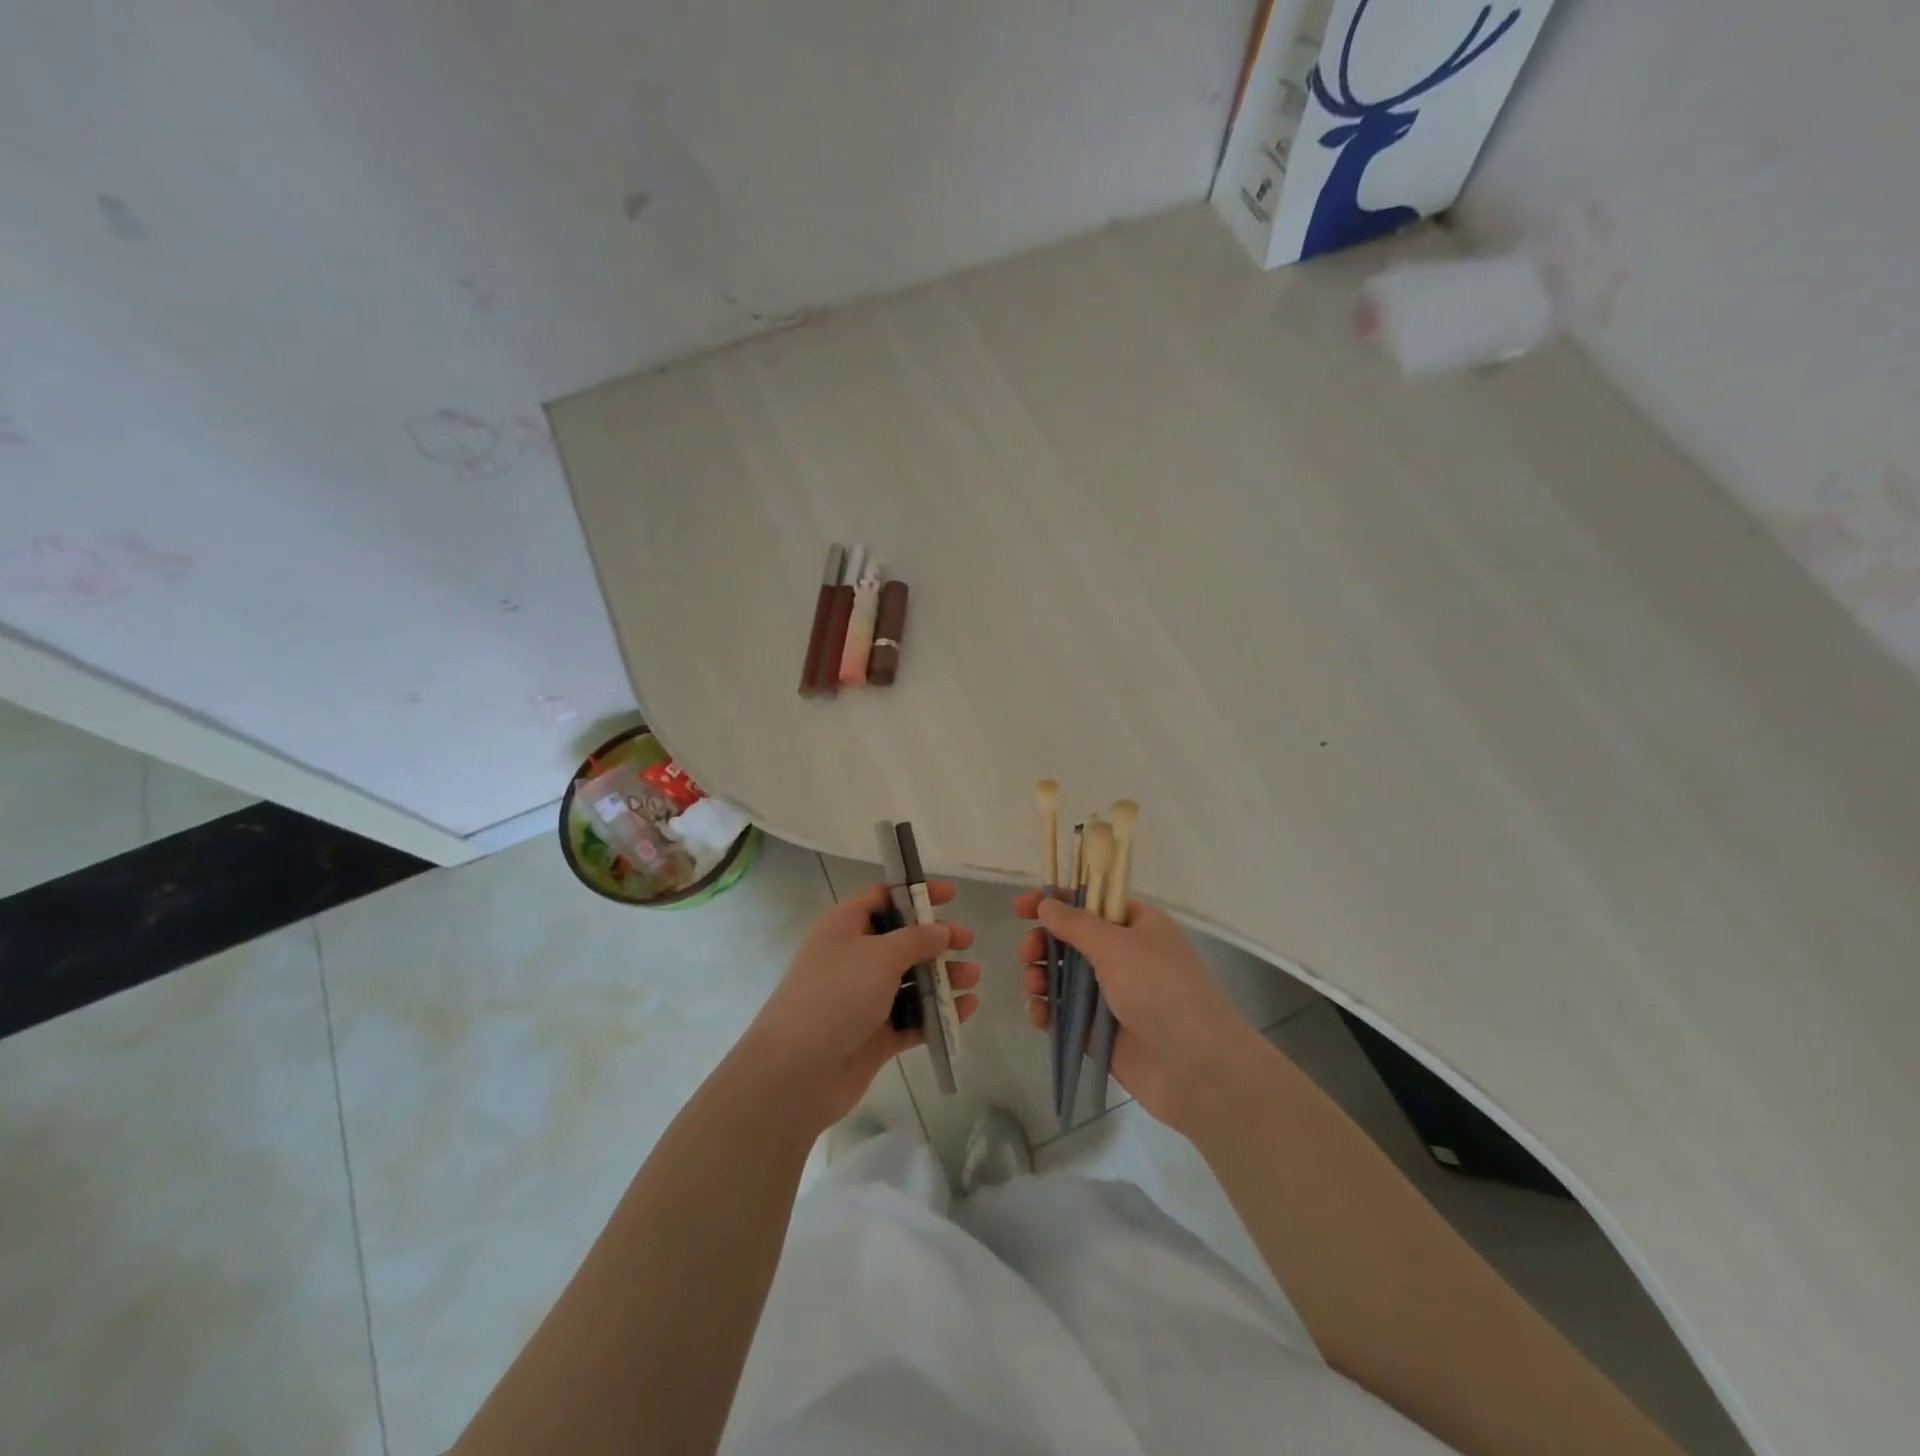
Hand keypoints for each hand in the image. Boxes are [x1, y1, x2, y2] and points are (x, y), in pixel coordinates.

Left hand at [742, 881, 979, 1132]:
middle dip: (936, 939)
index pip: (883, 898)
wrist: (796, 1072)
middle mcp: (854, 958)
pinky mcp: (875, 1035)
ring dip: (942, 978)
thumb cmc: (836, 995)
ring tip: (973, 978)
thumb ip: (917, 939)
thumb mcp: (880, 955)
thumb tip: (941, 930)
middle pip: (902, 940)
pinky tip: (965, 1010)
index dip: (915, 894)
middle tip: (968, 941)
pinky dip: (937, 1013)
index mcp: (845, 927)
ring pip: (910, 980)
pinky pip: (912, 1017)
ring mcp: (864, 998)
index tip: (950, 896)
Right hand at [1017, 890, 1256, 1132]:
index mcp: (1136, 925)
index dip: (1055, 901)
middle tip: (1027, 953)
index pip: (1089, 902)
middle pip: (1070, 939)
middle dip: (1043, 943)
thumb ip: (1076, 924)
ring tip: (1033, 988)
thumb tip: (1046, 904)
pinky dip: (1047, 1011)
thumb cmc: (1161, 990)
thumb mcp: (1117, 946)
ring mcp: (1111, 995)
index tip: (1021, 907)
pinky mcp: (1100, 1031)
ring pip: (1063, 977)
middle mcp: (1124, 955)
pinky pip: (1065, 1014)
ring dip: (1040, 977)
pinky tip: (1038, 1016)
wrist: (1196, 1068)